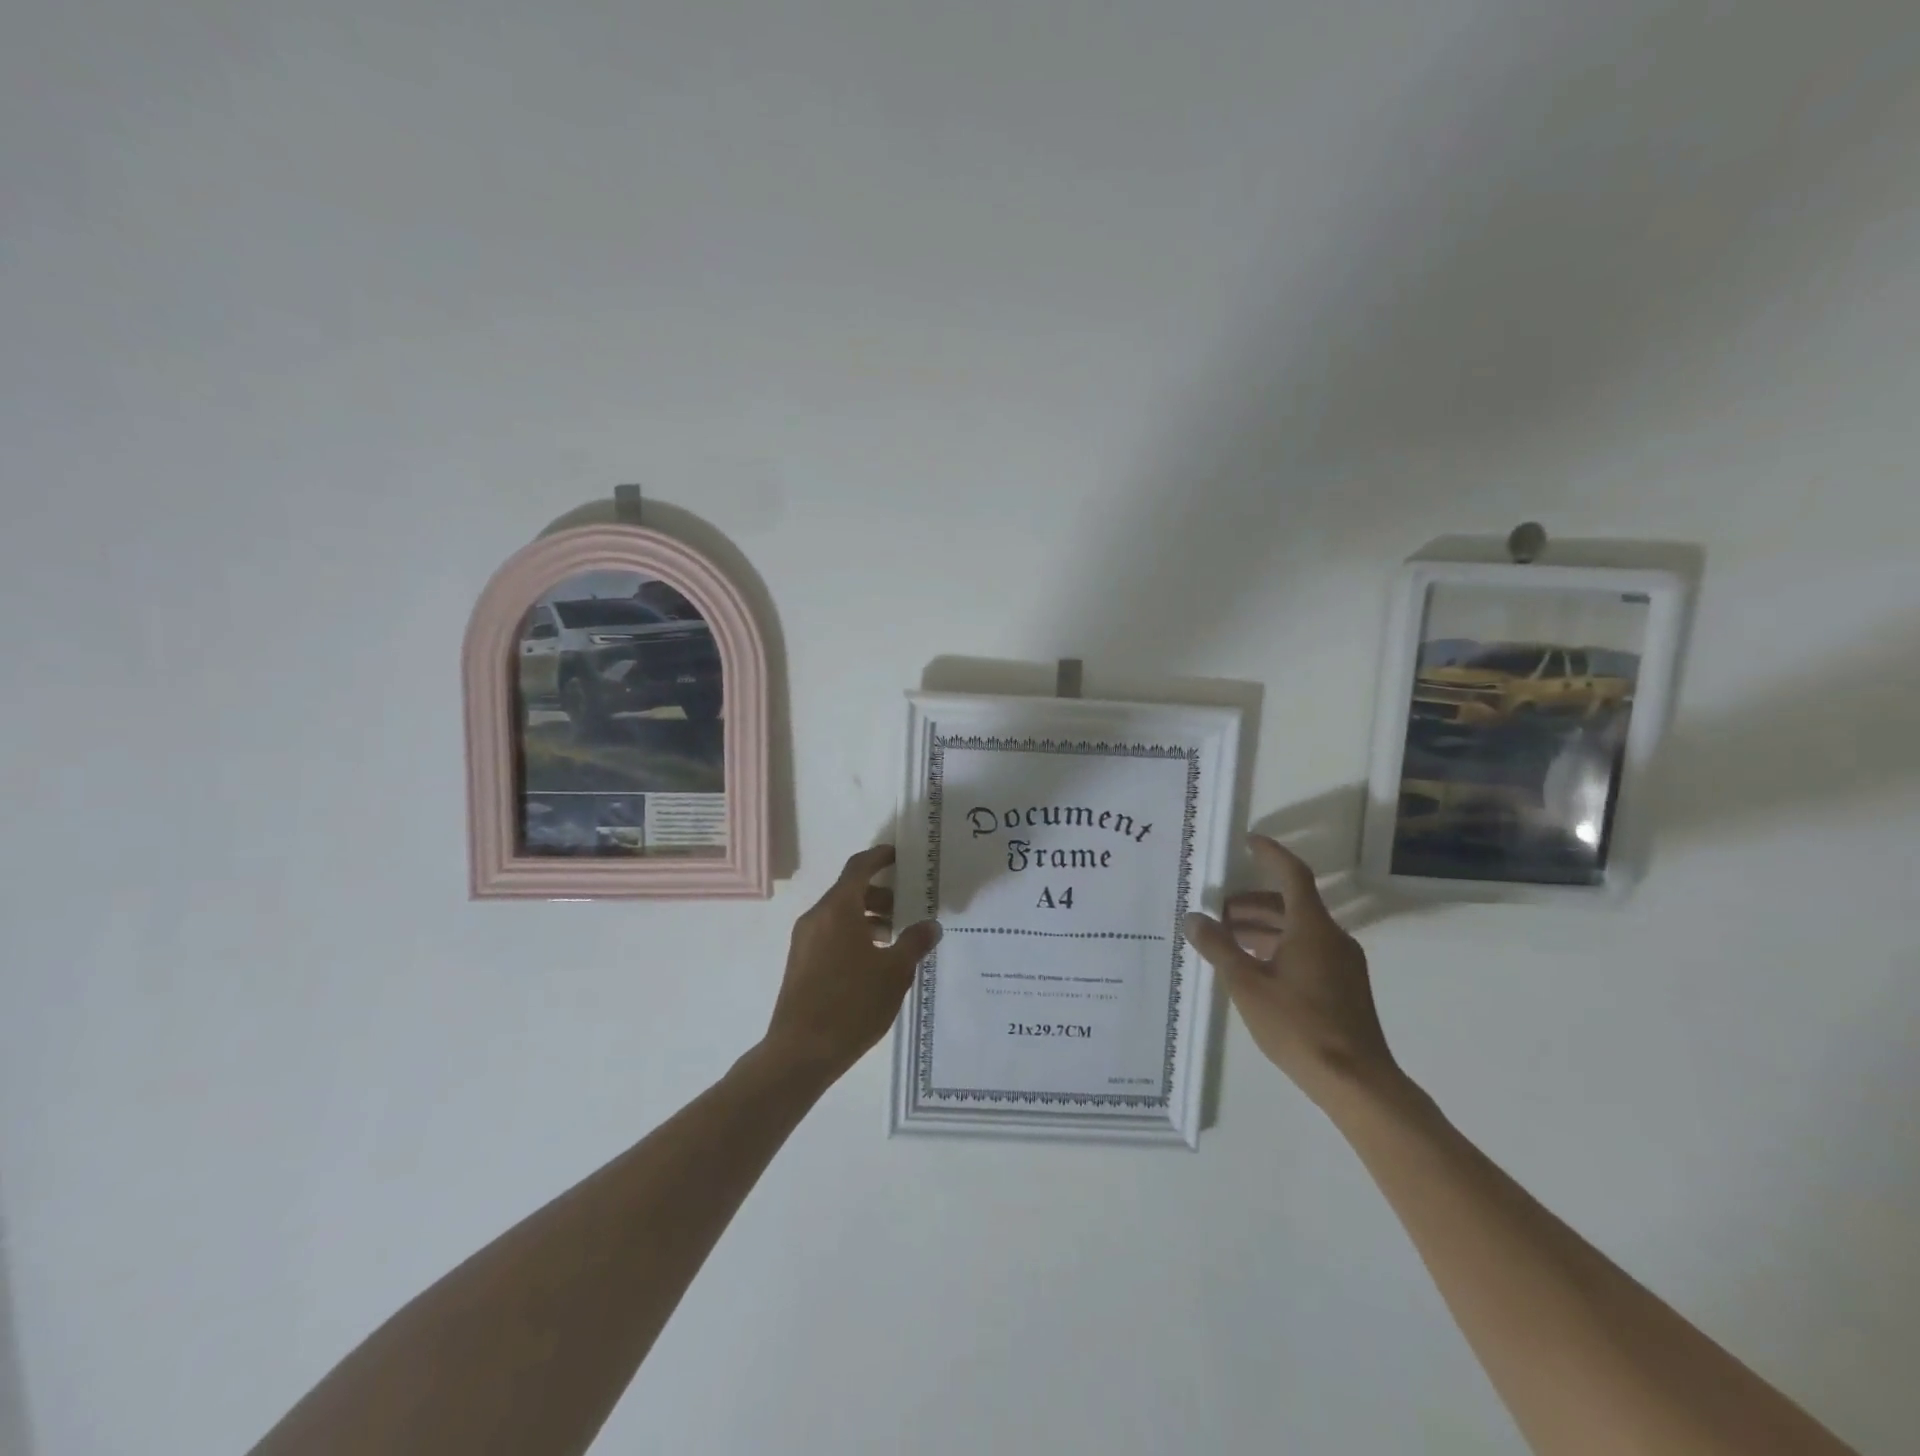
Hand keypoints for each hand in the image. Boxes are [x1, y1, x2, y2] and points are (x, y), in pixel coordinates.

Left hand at [762, 845, 941, 1084]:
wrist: (801, 1052)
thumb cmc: (852, 1004)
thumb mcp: (894, 973)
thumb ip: (914, 943)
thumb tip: (931, 925)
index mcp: (838, 909)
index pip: (859, 868)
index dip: (879, 857)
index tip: (900, 855)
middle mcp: (816, 917)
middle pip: (850, 891)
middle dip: (880, 894)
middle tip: (909, 907)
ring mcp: (804, 941)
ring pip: (840, 916)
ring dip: (868, 918)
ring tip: (897, 938)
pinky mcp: (800, 964)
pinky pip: (831, 935)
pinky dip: (854, 935)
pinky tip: (875, 962)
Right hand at [1183, 835, 1399, 1109]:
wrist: (1357, 1082)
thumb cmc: (1299, 1026)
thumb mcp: (1247, 985)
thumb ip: (1218, 948)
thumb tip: (1194, 918)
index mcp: (1312, 928)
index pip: (1292, 875)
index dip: (1270, 855)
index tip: (1249, 842)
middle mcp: (1332, 938)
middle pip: (1292, 904)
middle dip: (1253, 903)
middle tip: (1220, 911)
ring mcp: (1342, 964)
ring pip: (1299, 929)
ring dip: (1264, 927)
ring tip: (1229, 939)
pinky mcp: (1344, 987)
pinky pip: (1308, 950)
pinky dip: (1279, 946)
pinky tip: (1256, 968)